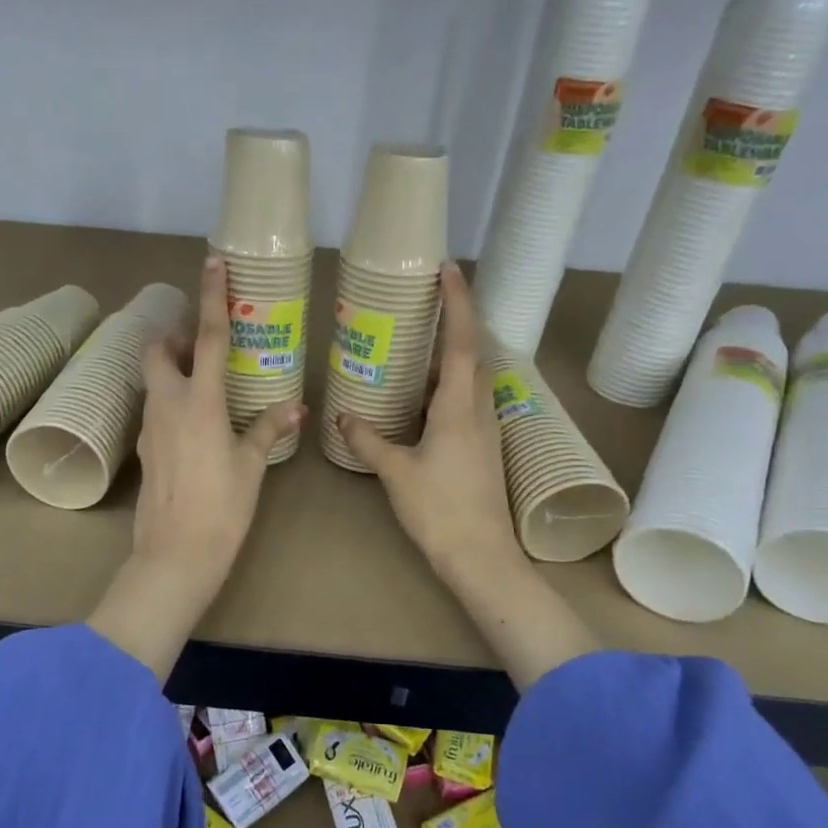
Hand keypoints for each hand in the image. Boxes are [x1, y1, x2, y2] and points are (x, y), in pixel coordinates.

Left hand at [87, 254, 303, 675]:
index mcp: (200, 402)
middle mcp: (168, 405)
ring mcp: (151, 427)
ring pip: (152, 380)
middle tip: (200, 344)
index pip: (206, 337)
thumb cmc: (222, 508)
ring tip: (203, 381)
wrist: (175, 555)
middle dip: (174, 337)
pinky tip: (193, 421)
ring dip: (171, 368)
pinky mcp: (146, 449)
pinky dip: (170, 399)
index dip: (211, 297)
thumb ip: (267, 430)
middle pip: (158, 351)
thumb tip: (295, 408)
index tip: (212, 263)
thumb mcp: (251, 466)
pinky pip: (154, 409)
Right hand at [338, 262, 520, 587]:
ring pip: (472, 380)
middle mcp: (479, 410)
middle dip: (454, 325)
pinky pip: (468, 403)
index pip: (462, 342)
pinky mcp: (484, 449)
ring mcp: (486, 431)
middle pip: (473, 355)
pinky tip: (422, 403)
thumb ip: (368, 440)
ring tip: (416, 352)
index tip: (448, 270)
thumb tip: (342, 417)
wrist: (481, 558)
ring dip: (450, 360)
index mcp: (460, 407)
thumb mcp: (396, 472)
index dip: (458, 302)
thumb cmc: (440, 510)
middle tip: (424, 308)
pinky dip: (448, 389)